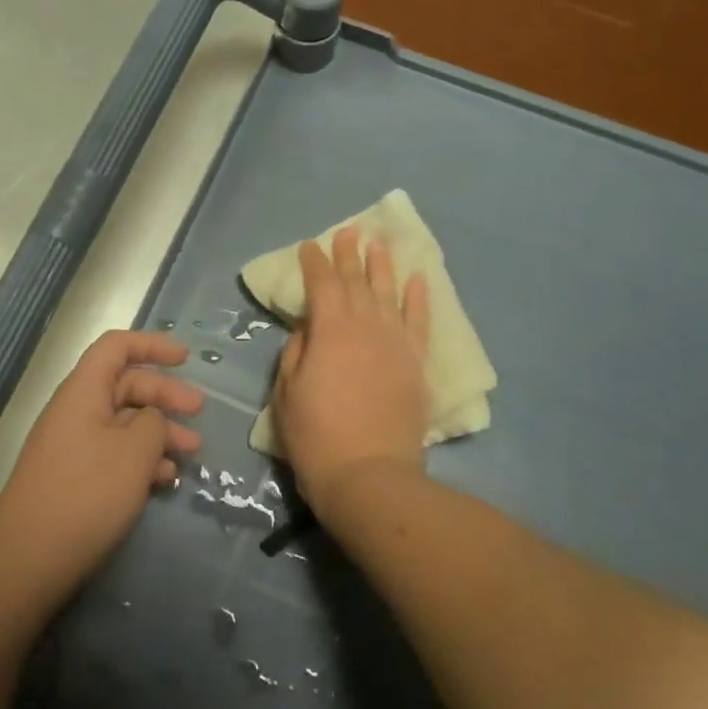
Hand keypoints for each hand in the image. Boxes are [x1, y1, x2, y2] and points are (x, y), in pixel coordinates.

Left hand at [0, 331, 202, 603]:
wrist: (29, 559)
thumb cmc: (87, 493)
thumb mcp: (134, 451)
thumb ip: (154, 423)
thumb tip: (152, 420)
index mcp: (84, 390)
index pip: (117, 347)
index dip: (152, 345)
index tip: (185, 358)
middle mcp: (77, 410)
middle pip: (126, 385)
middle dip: (165, 395)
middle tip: (200, 412)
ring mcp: (75, 446)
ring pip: (125, 423)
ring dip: (160, 432)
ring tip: (192, 453)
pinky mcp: (76, 478)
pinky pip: (115, 454)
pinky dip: (143, 460)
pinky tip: (165, 479)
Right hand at [273, 226, 430, 515]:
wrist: (370, 476)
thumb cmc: (316, 436)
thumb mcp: (287, 392)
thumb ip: (298, 351)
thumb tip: (310, 327)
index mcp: (330, 330)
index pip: (321, 284)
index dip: (314, 262)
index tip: (310, 245)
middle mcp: (365, 326)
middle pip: (356, 282)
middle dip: (348, 255)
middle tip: (347, 232)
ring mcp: (396, 343)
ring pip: (389, 293)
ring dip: (382, 266)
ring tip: (378, 243)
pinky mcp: (417, 364)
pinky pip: (419, 322)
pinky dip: (418, 298)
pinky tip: (417, 279)